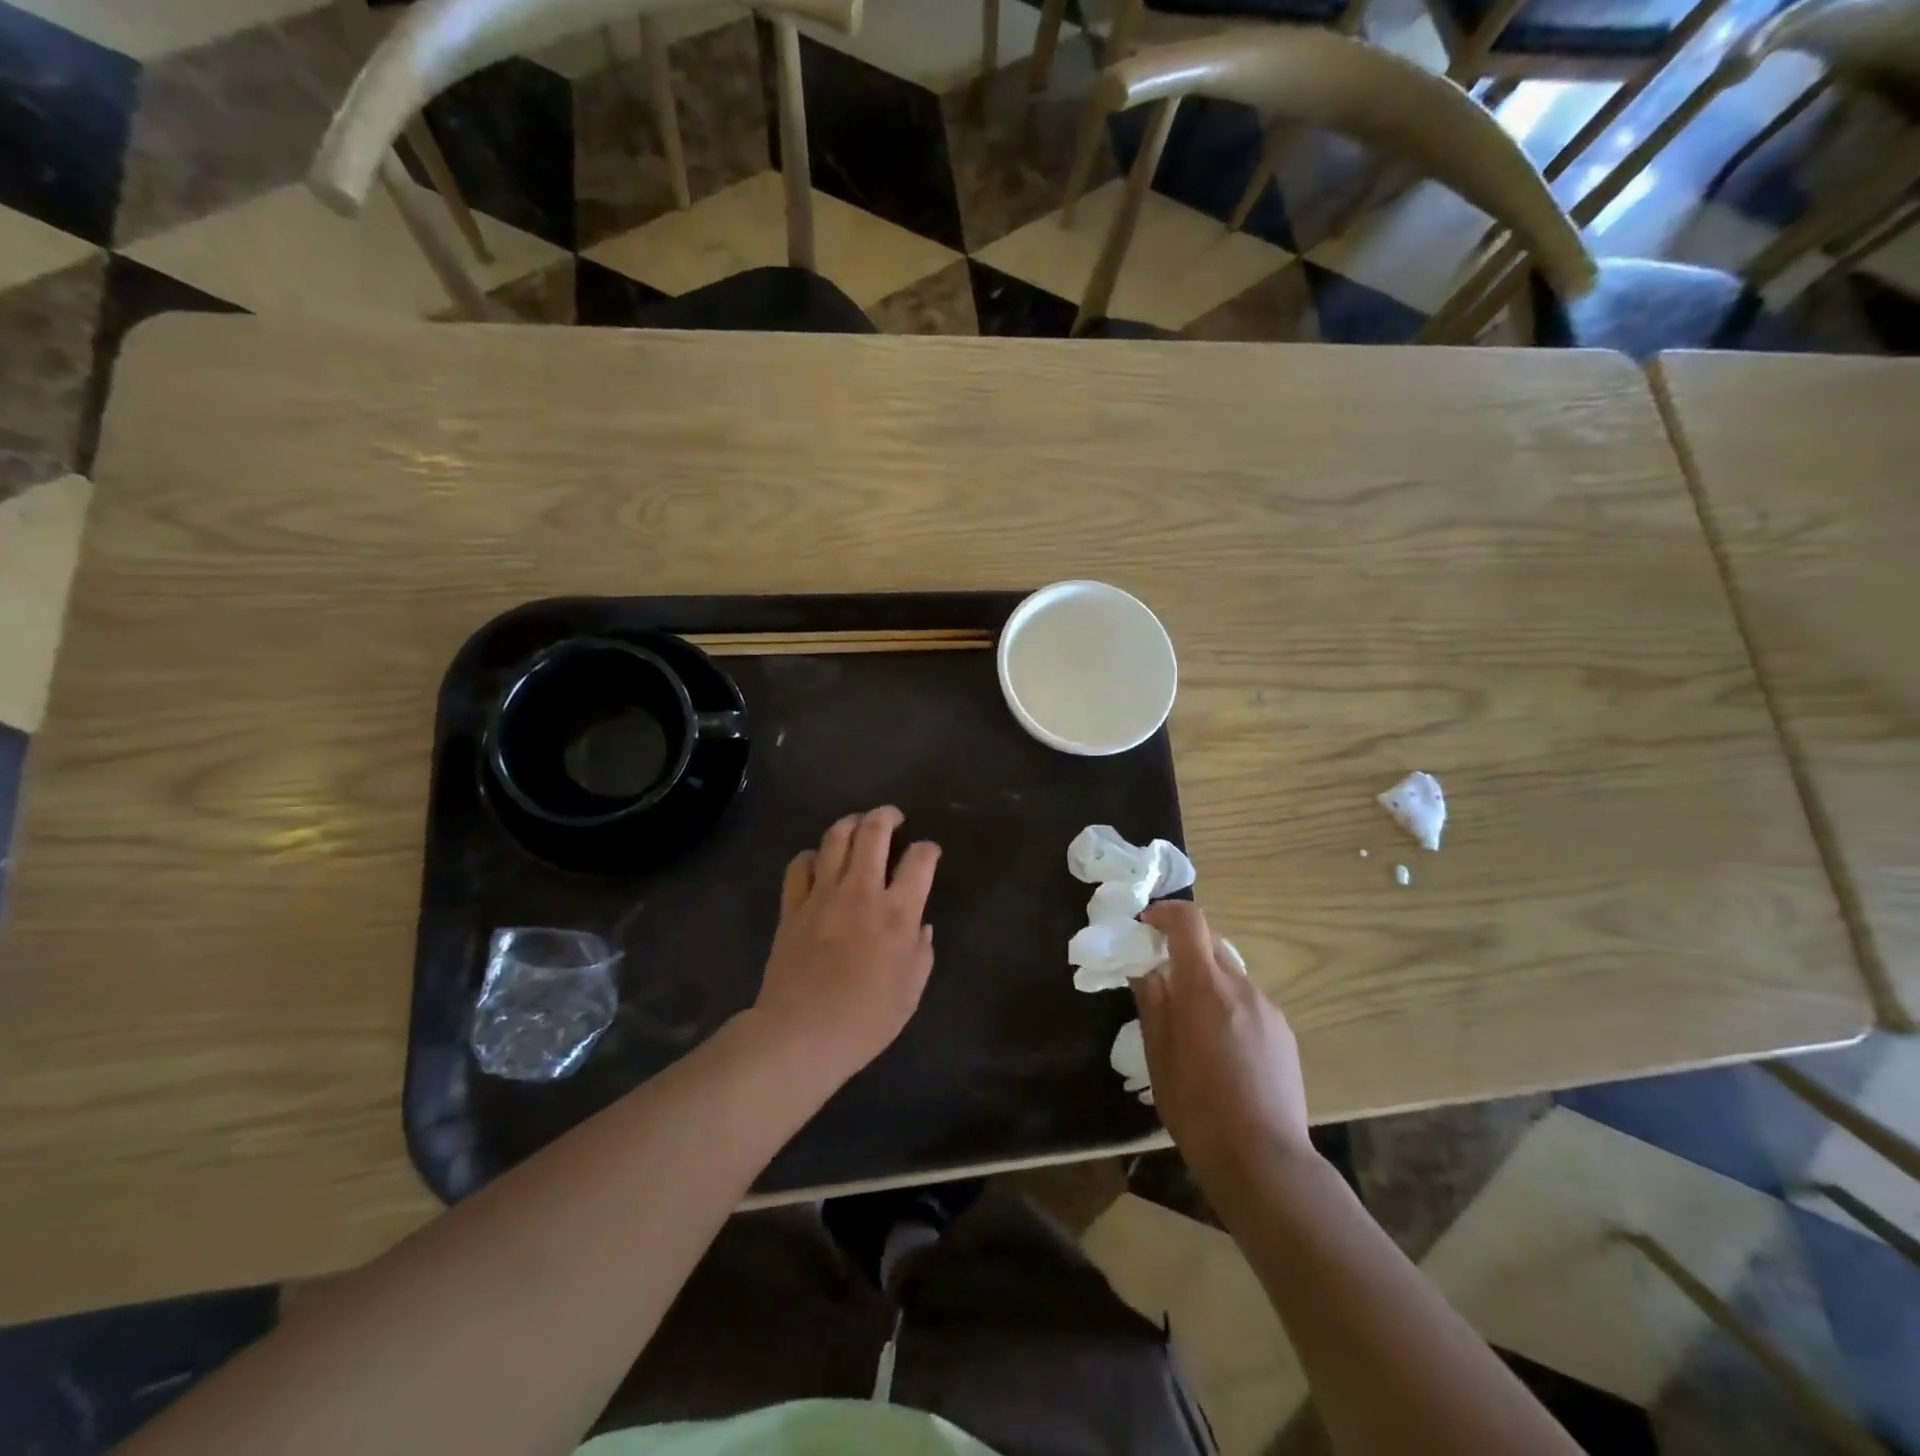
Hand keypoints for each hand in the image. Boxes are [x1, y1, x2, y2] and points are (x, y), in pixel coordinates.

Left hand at [751, 806, 940, 1080]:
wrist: (802, 1034)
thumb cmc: (866, 1019)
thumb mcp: (911, 991)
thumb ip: (922, 951)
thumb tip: (921, 925)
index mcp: (898, 911)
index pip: (920, 859)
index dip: (929, 849)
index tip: (929, 852)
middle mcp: (861, 891)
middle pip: (874, 832)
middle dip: (887, 816)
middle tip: (893, 817)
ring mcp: (823, 894)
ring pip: (835, 837)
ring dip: (850, 823)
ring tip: (858, 825)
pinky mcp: (792, 906)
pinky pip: (800, 865)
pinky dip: (812, 856)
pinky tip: (819, 862)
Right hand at [1134, 901, 1312, 1191]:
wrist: (1264, 1161)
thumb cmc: (1197, 1108)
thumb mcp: (1158, 1055)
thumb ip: (1152, 1002)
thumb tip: (1145, 968)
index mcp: (1206, 987)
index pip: (1190, 921)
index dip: (1165, 912)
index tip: (1145, 924)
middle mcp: (1242, 987)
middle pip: (1210, 945)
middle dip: (1182, 950)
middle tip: (1160, 979)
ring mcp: (1268, 1009)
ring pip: (1229, 976)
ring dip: (1205, 982)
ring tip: (1190, 1024)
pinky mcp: (1284, 1033)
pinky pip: (1248, 1002)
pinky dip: (1227, 1006)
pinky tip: (1220, 1048)